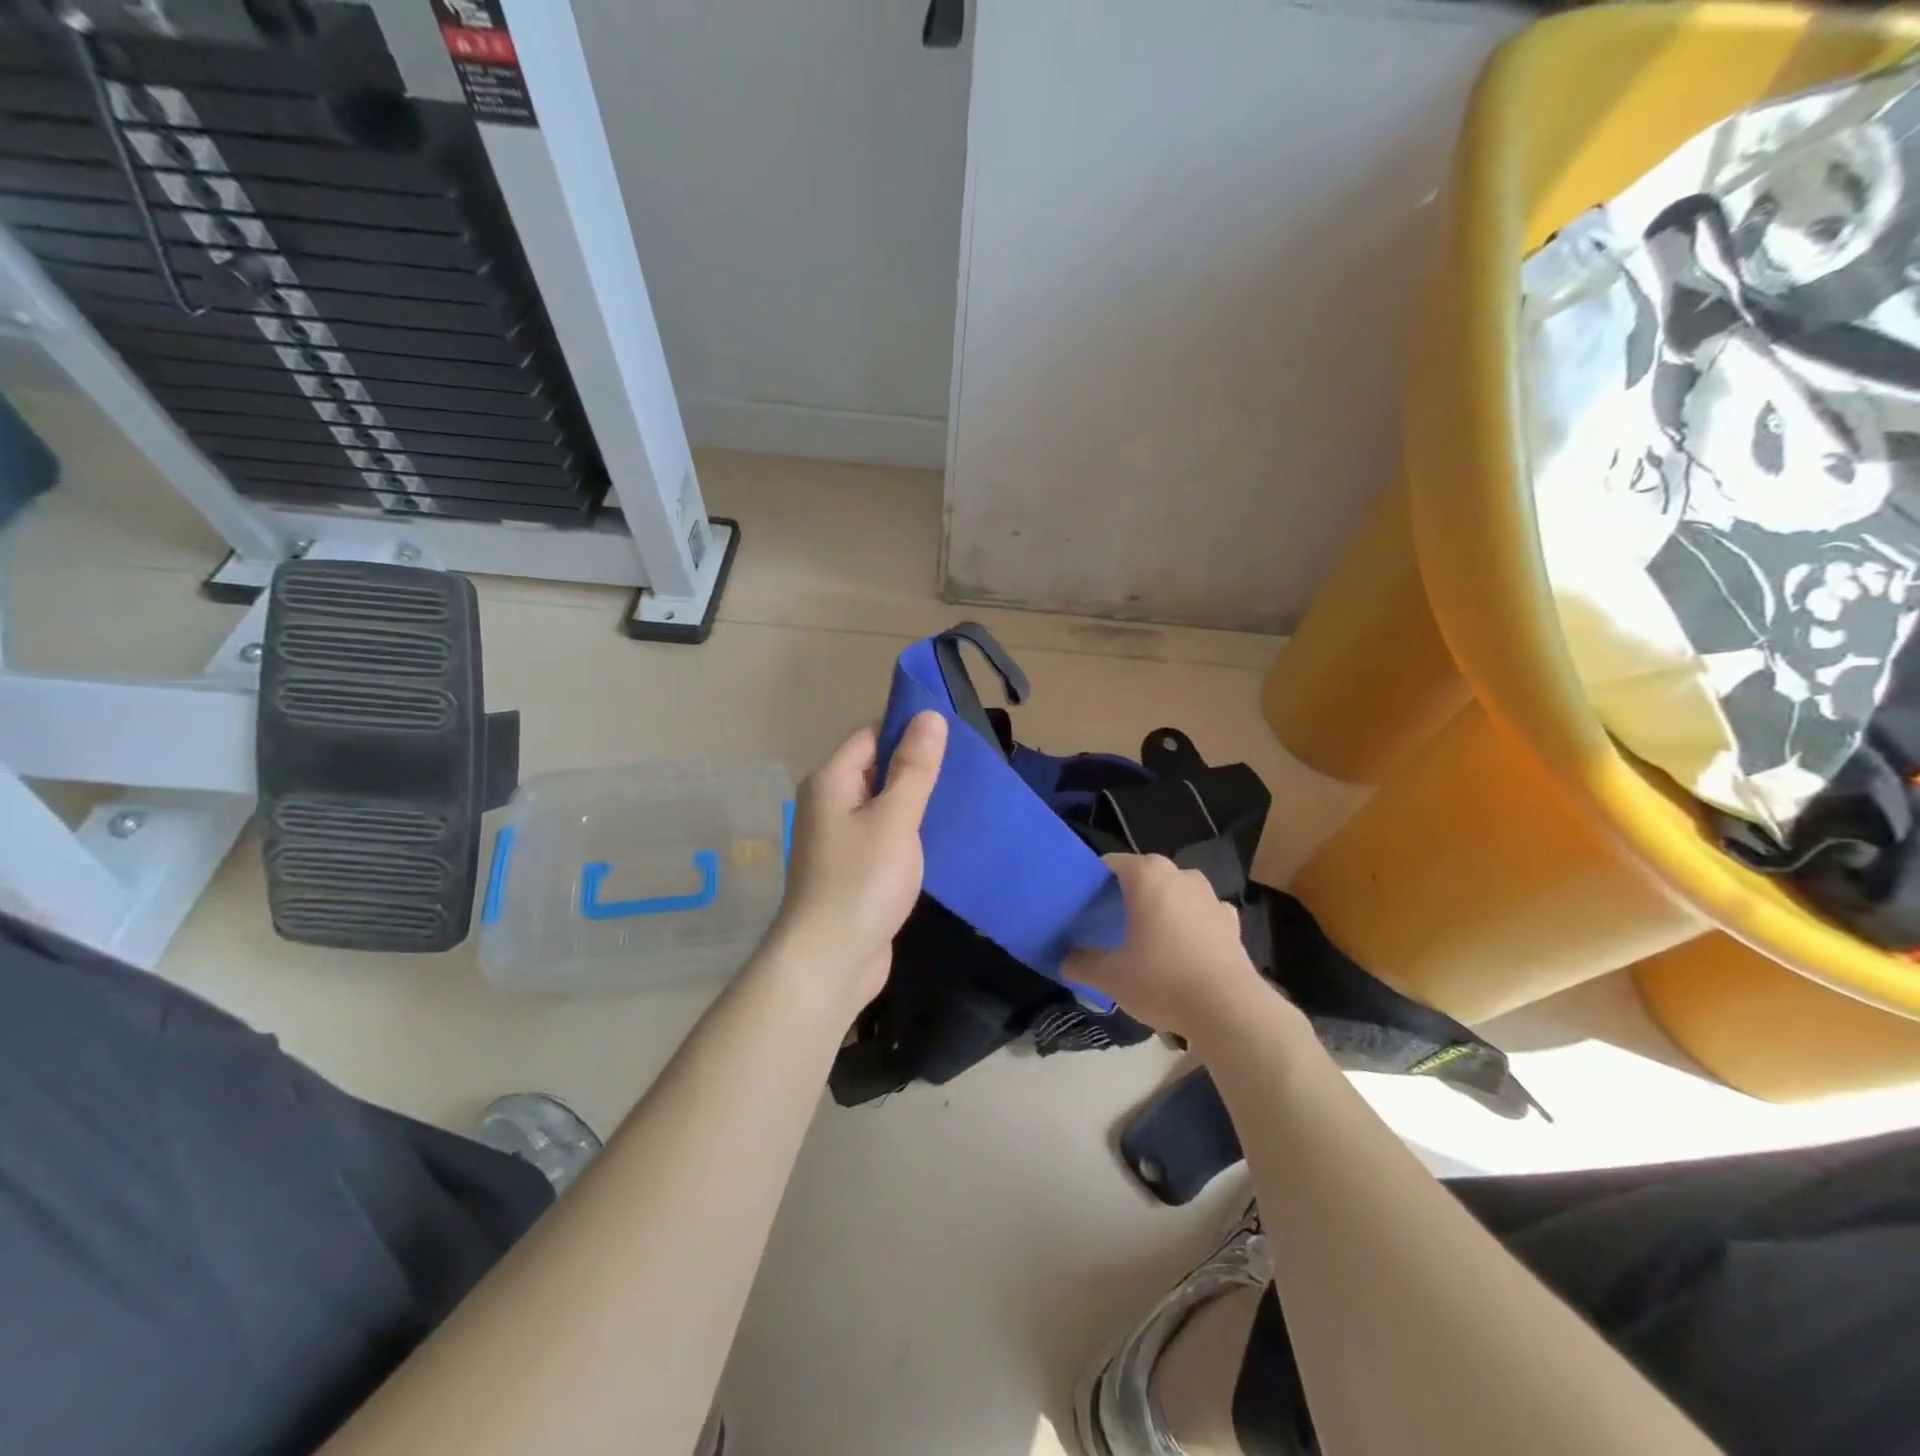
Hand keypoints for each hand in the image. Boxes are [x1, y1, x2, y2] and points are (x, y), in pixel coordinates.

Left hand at [767, 711, 947, 1015]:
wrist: (830, 961)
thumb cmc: (861, 881)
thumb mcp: (895, 818)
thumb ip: (913, 768)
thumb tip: (928, 715)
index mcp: (831, 781)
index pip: (871, 735)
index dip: (908, 730)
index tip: (953, 735)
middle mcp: (829, 803)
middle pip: (876, 768)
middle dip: (917, 766)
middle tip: (967, 767)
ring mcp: (839, 838)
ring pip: (883, 804)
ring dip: (916, 801)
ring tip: (963, 797)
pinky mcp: (853, 868)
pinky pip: (884, 835)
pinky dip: (909, 831)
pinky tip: (942, 836)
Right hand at [1063, 853, 1261, 1038]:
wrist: (1228, 1008)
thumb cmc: (1162, 980)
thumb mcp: (1111, 977)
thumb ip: (1083, 964)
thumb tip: (1065, 961)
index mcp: (1147, 875)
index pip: (1111, 864)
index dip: (1095, 882)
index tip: (1085, 905)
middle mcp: (1180, 875)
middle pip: (1145, 875)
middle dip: (1128, 894)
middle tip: (1111, 923)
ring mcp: (1210, 896)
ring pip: (1175, 892)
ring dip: (1162, 907)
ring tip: (1148, 937)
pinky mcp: (1231, 920)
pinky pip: (1202, 913)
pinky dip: (1191, 924)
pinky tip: (1184, 949)